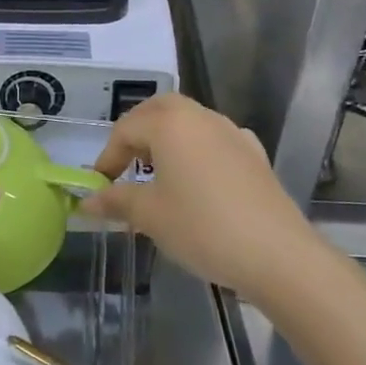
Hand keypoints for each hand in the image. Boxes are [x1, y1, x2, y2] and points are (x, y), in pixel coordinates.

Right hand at [82, 93, 316, 293]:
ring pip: (190, 122)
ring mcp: (232, 133)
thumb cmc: (202, 227)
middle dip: (137, 132)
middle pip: (159, 110)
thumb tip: (87, 201)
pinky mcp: (255, 155)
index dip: (107, 157)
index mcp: (170, 124)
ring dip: (167, 138)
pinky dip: (198, 151)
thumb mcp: (150, 215)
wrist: (277, 255)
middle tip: (125, 163)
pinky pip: (216, 141)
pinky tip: (198, 179)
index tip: (100, 185)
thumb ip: (116, 200)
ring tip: (158, 173)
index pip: (126, 129)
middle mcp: (201, 117)